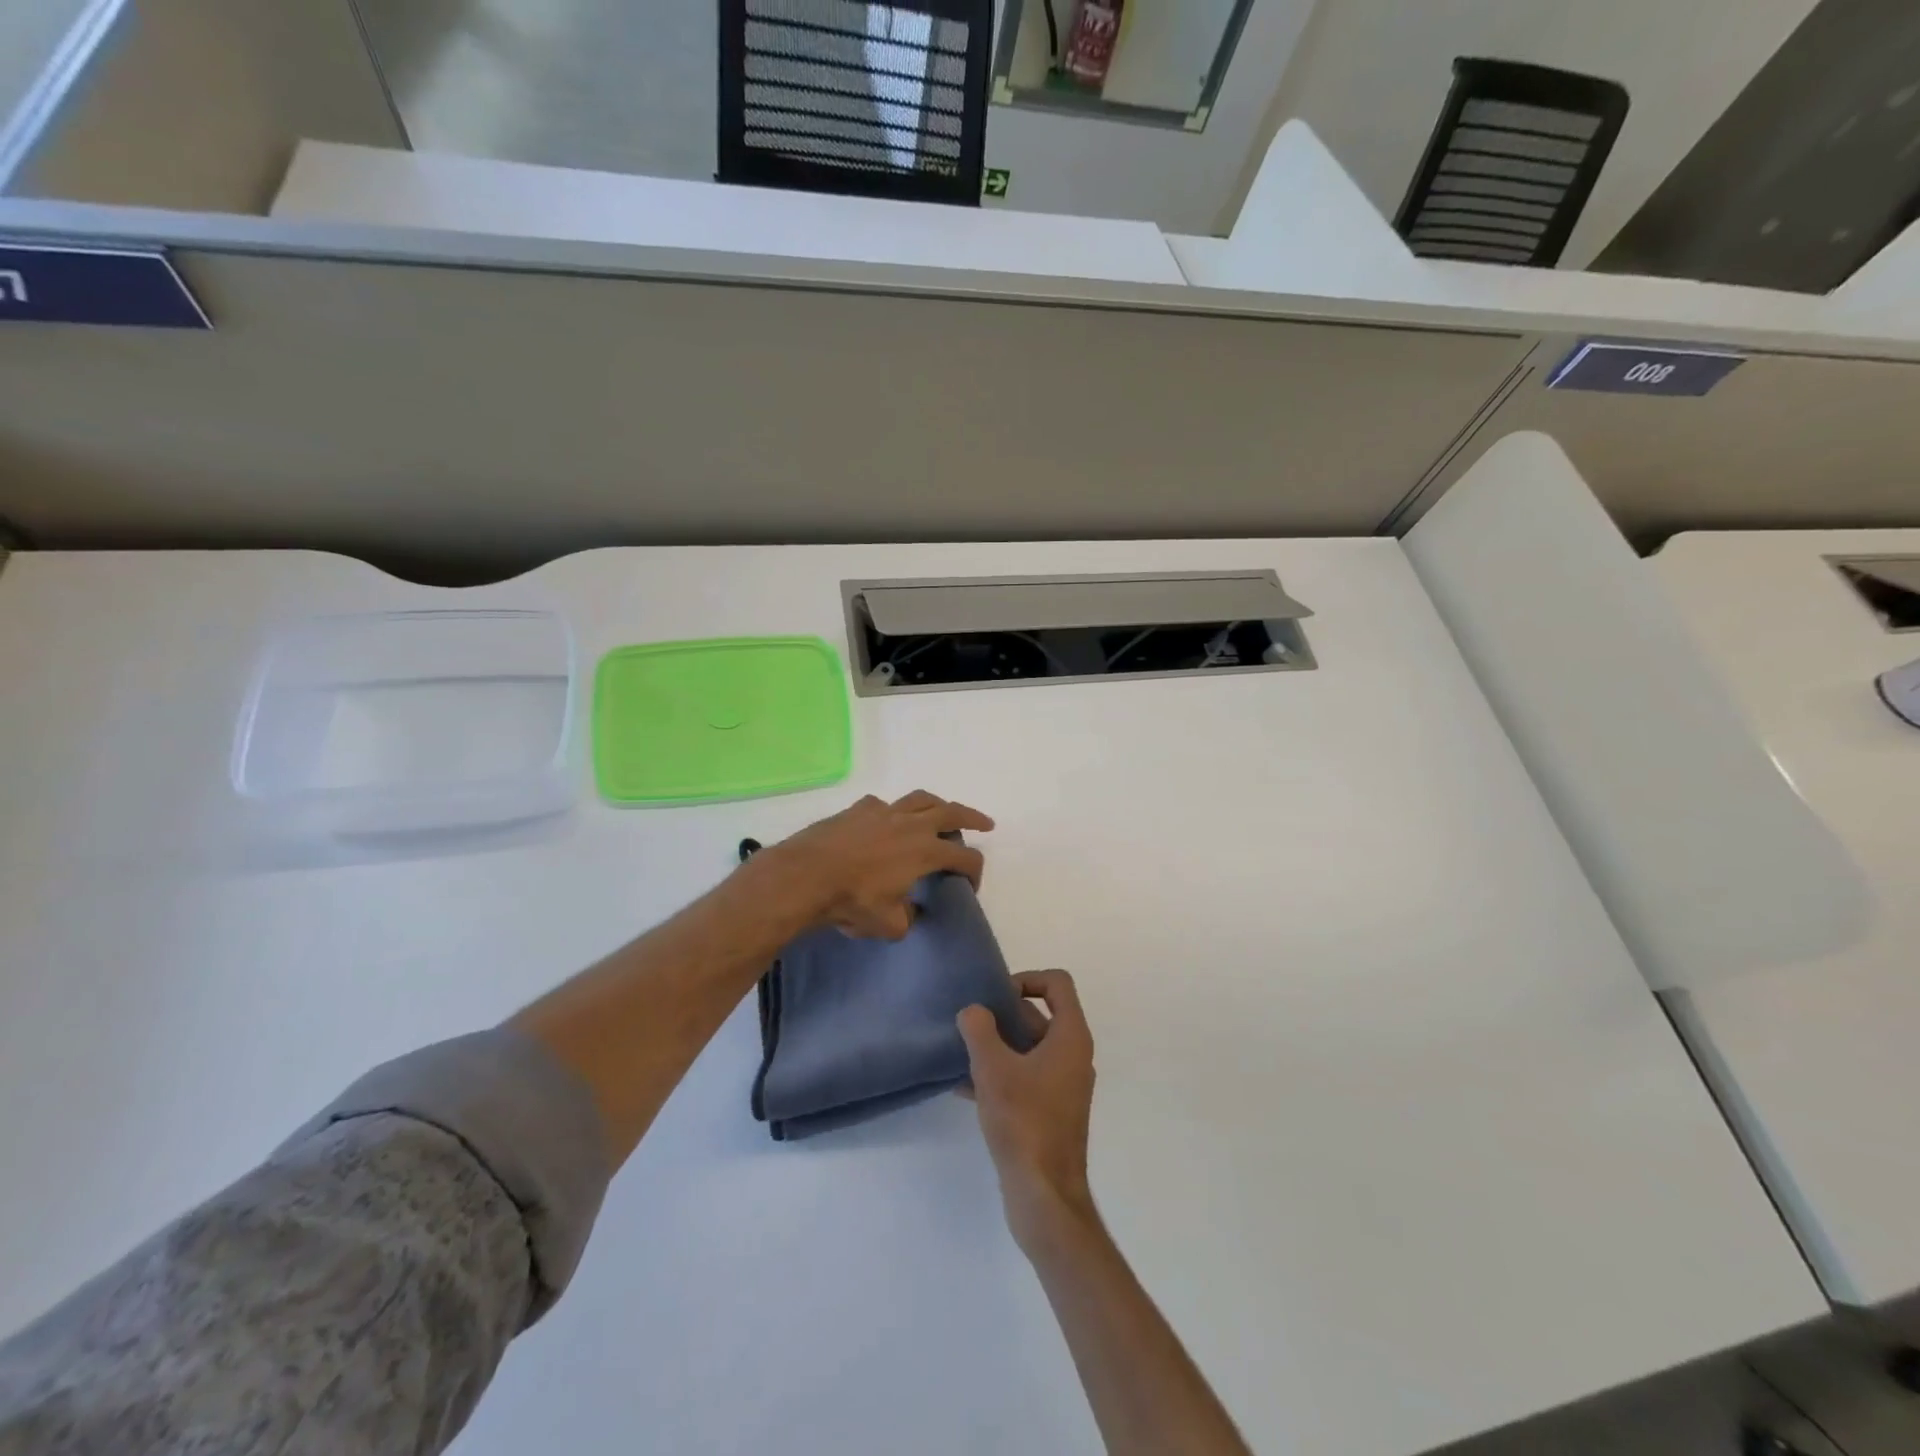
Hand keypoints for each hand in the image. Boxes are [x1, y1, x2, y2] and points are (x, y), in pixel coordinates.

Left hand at [759, 791, 993, 938]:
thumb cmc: (851, 902)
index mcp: (925, 851)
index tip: (969, 886)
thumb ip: (907, 917)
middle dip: (972, 817)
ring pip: (919, 798)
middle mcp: (910, 824)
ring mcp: (883, 811)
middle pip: (951, 811)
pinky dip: (891, 812)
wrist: (805, 876)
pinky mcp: (857, 809)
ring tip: (941, 810)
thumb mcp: (888, 924)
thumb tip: (909, 910)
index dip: (975, 871)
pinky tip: (886, 821)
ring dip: (936, 804)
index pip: (965, 856)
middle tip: (984, 823)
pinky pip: (882, 805)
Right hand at [958, 970, 1098, 1252]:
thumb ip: (979, 1030)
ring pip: (1029, 1049)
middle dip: (1004, 1015)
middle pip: (1040, 1015)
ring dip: (997, 1046)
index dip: (1026, 979)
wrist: (1044, 1196)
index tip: (996, 997)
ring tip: (961, 1052)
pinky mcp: (1051, 1112)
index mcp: (1070, 1037)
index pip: (1057, 984)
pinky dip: (1000, 1074)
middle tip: (970, 1023)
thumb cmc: (1024, 1122)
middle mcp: (1073, 1056)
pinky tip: (964, 1088)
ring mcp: (1064, 1086)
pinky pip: (1025, 1077)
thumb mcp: (993, 1069)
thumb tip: (972, 1011)